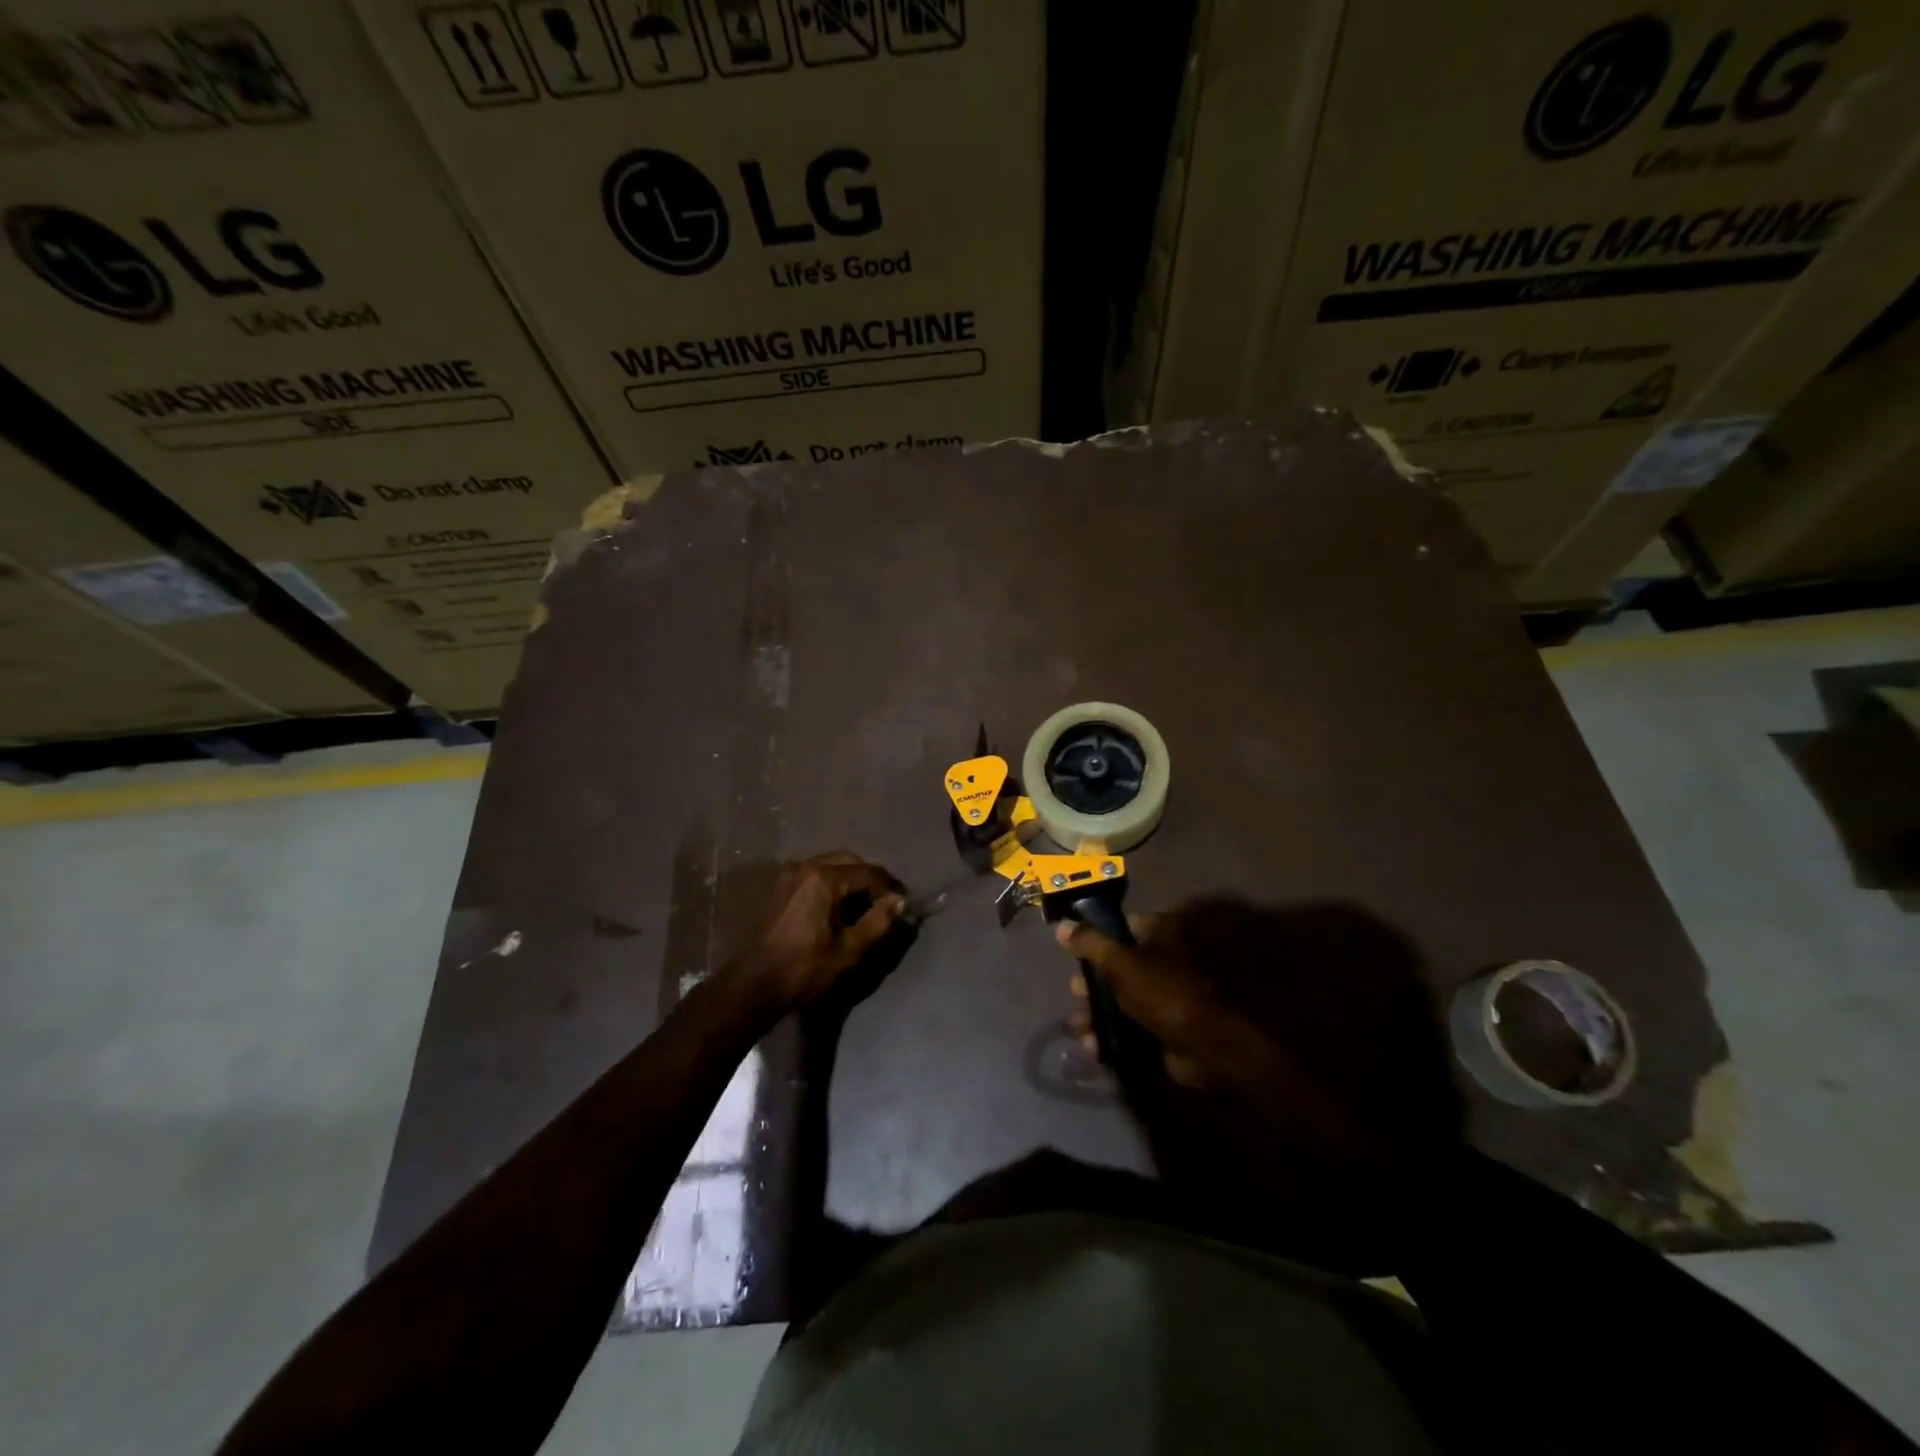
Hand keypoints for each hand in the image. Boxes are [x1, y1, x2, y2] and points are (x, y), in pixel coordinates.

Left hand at [740, 852, 907, 1006]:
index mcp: (824, 877)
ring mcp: (790, 874)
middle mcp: (806, 866)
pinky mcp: (781, 887)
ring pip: (832, 866)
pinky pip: (816, 875)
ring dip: (851, 881)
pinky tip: (839, 909)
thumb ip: (879, 921)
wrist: (757, 984)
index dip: (889, 887)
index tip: (902, 904)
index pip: (869, 872)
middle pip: (850, 861)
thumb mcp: (851, 949)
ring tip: (863, 908)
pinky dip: (833, 885)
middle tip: (884, 904)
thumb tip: (900, 901)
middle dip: (870, 880)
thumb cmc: (807, 967)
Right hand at [1056, 901, 1461, 1186]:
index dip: (1096, 939)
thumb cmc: (1170, 993)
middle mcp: (1172, 959)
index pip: (1124, 927)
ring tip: (1078, 1030)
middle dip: (1094, 984)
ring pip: (1129, 999)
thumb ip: (1092, 946)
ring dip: (1102, 1014)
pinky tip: (1097, 1050)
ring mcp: (1176, 995)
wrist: (1219, 1050)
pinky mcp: (1179, 1029)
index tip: (1072, 955)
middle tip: (1073, 997)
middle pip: (1123, 966)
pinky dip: (1119, 1037)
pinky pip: (1140, 1027)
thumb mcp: (1123, 965)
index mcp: (1165, 933)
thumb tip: (1062, 927)